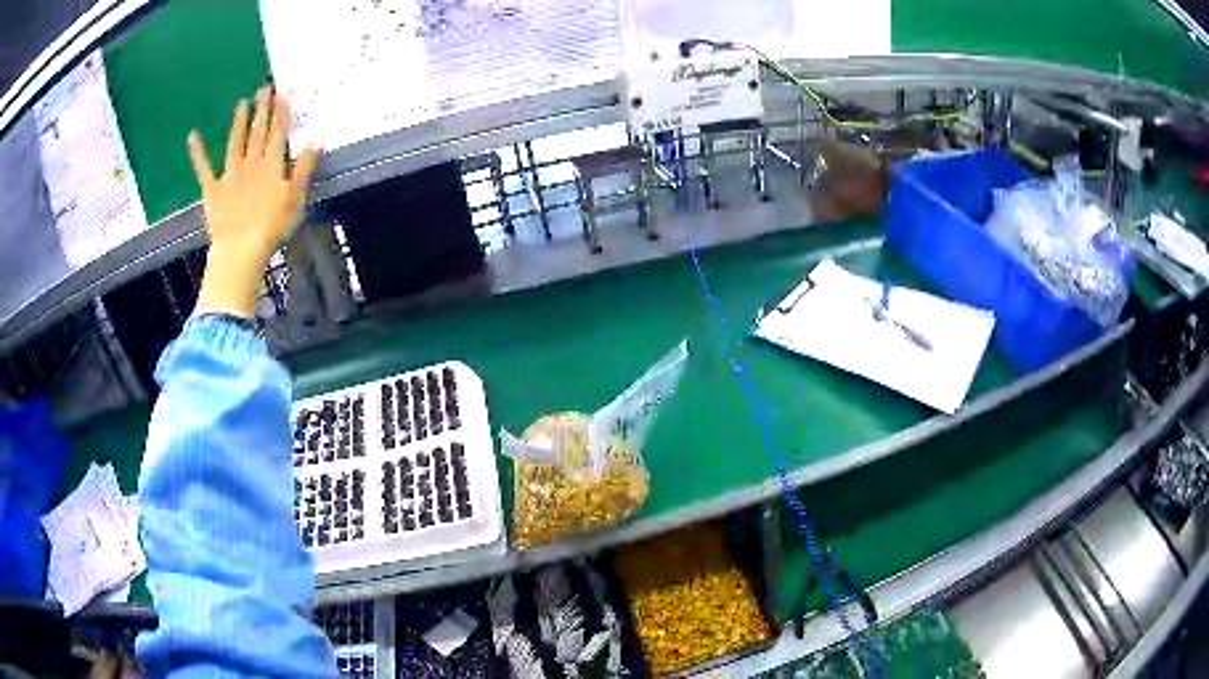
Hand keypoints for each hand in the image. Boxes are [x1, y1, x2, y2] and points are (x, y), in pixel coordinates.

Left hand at [188, 87, 320, 318]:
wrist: (240, 249)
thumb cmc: (271, 227)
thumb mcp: (295, 199)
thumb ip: (303, 171)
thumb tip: (314, 146)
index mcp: (271, 165)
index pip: (277, 134)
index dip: (280, 114)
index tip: (282, 95)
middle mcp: (250, 164)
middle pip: (257, 133)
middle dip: (261, 110)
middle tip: (264, 88)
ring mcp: (229, 176)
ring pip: (234, 144)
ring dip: (238, 123)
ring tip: (242, 103)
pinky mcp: (213, 190)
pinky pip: (204, 169)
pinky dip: (198, 152)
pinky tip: (192, 136)